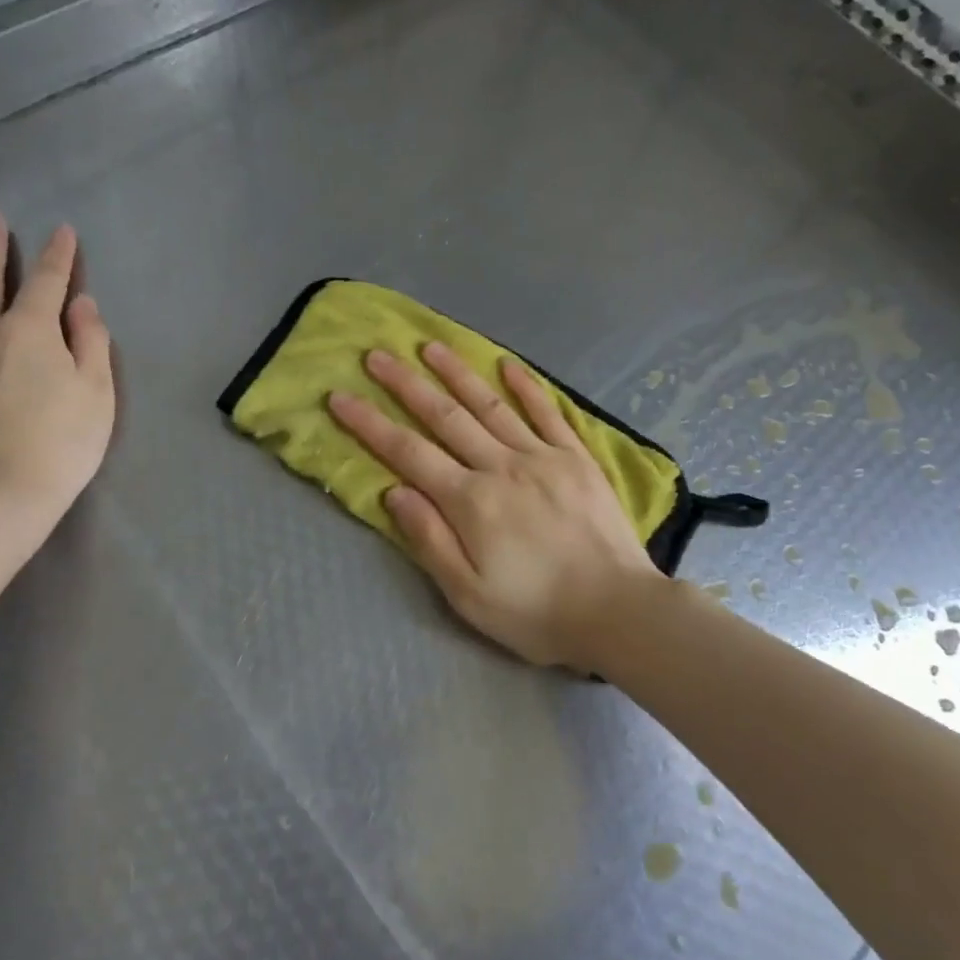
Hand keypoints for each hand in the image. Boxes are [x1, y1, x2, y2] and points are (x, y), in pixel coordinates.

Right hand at [329, 343, 663, 670]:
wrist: (619, 611)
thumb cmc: (536, 612)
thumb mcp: (469, 595)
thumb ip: (430, 539)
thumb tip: (395, 491)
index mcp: (470, 502)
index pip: (408, 453)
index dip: (370, 424)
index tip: (341, 397)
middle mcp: (501, 466)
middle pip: (445, 417)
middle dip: (406, 385)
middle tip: (377, 355)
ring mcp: (541, 456)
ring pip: (490, 405)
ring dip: (457, 373)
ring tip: (430, 346)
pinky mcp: (576, 458)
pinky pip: (546, 412)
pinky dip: (525, 387)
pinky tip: (506, 365)